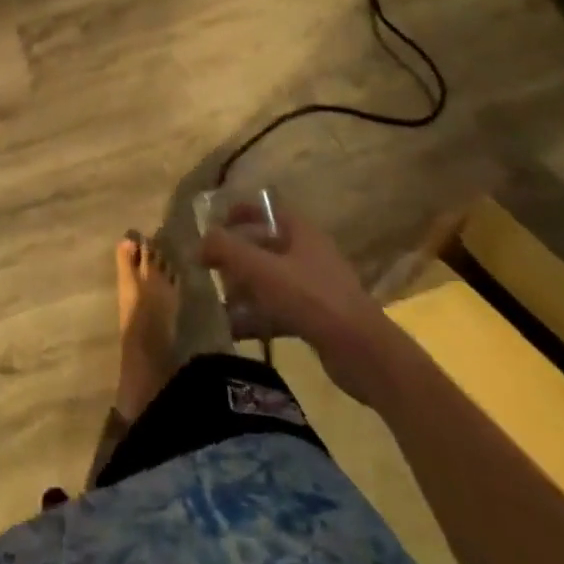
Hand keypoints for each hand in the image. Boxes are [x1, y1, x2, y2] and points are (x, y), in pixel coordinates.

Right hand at [201, 209, 403, 406]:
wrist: (364, 354)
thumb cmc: (311, 298)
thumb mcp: (261, 269)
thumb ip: (225, 249)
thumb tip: (199, 242)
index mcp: (301, 232)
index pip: (266, 210)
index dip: (240, 212)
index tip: (215, 223)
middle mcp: (309, 254)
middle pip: (265, 246)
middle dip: (236, 257)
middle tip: (210, 268)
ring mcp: (315, 288)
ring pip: (270, 280)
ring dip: (244, 289)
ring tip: (217, 302)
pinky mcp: (317, 319)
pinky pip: (279, 310)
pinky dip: (257, 316)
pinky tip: (234, 330)